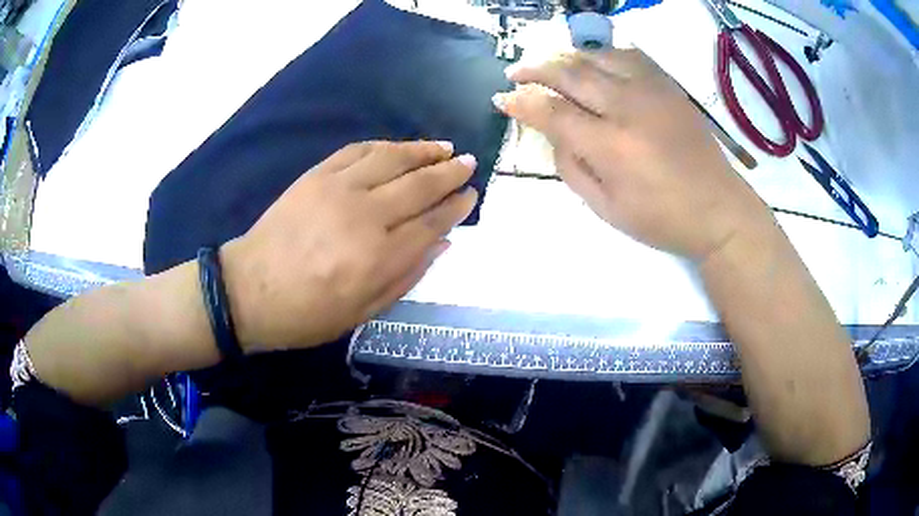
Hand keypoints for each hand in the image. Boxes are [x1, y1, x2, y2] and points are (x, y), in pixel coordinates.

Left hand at [220, 141, 477, 352]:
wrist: (249, 290)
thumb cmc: (306, 313)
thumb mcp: (362, 313)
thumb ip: (406, 277)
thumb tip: (442, 243)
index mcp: (378, 258)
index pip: (431, 222)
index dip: (456, 206)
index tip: (471, 194)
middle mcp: (365, 216)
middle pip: (419, 185)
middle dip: (450, 172)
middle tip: (470, 162)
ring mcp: (338, 189)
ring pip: (392, 159)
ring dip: (423, 150)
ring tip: (445, 147)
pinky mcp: (316, 176)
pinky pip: (357, 151)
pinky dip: (384, 146)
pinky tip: (399, 147)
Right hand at [494, 50, 772, 261]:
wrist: (719, 209)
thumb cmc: (662, 219)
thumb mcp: (606, 209)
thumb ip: (571, 168)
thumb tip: (553, 134)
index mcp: (610, 146)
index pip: (552, 112)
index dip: (521, 102)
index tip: (502, 98)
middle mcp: (628, 107)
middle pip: (570, 73)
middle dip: (535, 69)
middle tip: (514, 72)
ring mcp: (651, 91)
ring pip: (596, 56)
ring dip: (565, 57)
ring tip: (549, 65)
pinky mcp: (668, 86)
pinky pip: (628, 56)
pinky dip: (601, 54)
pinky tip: (593, 62)